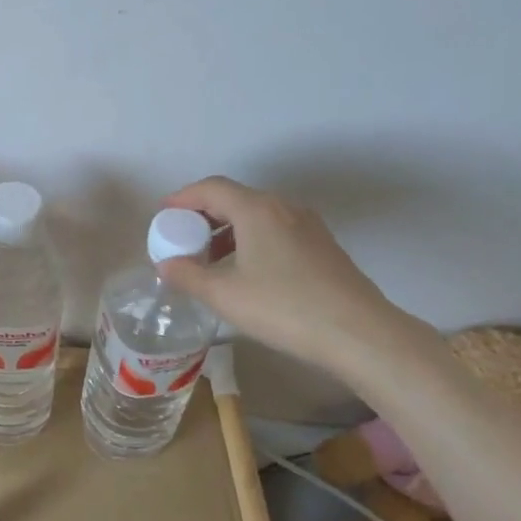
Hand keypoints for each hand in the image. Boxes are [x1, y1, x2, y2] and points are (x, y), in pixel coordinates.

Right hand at [157, 176, 422, 373]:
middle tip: (182, 241)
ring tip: (209, 262)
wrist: (357, 332)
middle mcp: (284, 207)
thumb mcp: (224, 295)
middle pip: (235, 199)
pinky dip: (251, 241)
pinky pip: (276, 231)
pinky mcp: (322, 246)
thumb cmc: (283, 307)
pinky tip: (245, 273)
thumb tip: (166, 264)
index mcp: (257, 209)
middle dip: (203, 216)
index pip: (211, 188)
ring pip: (257, 216)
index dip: (182, 198)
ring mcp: (308, 225)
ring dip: (227, 232)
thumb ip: (188, 276)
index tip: (163, 215)